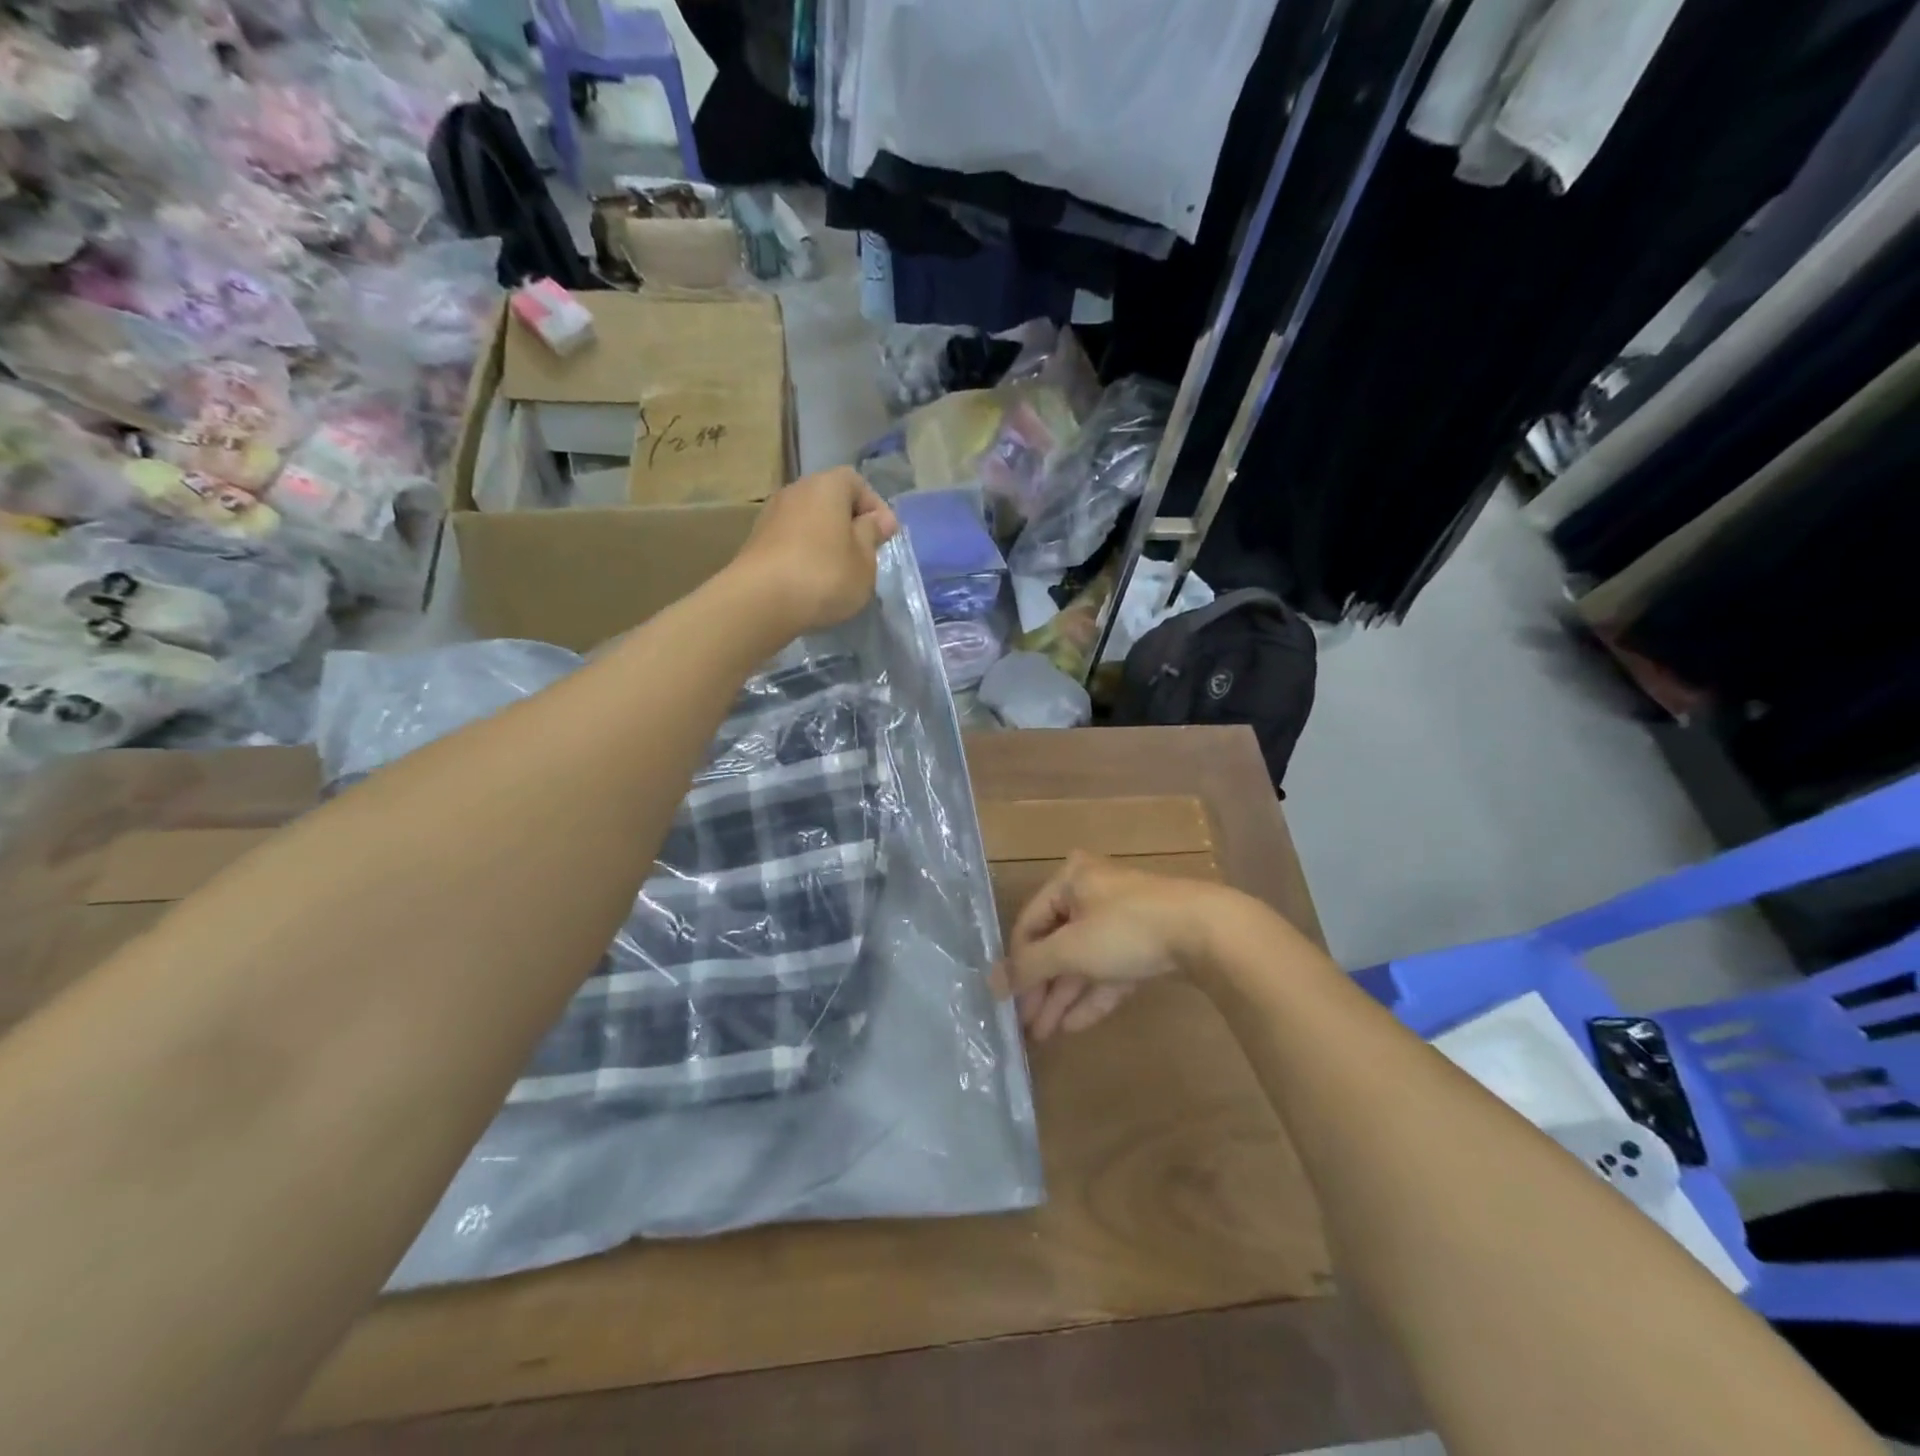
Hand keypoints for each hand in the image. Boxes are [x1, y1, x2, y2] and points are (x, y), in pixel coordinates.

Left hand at [731, 467, 898, 633]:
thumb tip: (878, 519)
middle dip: (848, 523)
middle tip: (863, 553)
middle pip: (829, 499)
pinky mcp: (755, 541)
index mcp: (827, 486)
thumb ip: (872, 535)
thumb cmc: (824, 575)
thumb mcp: (864, 561)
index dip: (875, 507)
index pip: (856, 483)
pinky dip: (804, 553)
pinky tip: (811, 580)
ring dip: (825, 539)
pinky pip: (790, 540)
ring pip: (808, 520)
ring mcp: (771, 515)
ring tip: (837, 570)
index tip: (885, 536)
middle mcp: (796, 490)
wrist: (760, 601)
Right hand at [990, 853, 1228, 1040]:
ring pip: (1083, 961)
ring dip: (1063, 997)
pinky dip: (1092, 995)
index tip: (1006, 1003)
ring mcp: (1121, 918)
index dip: (1017, 964)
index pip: (1029, 924)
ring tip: (1044, 1035)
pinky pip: (1108, 970)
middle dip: (1042, 989)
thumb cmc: (1126, 929)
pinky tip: (1072, 1026)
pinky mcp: (1145, 942)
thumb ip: (1029, 966)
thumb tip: (991, 982)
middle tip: (1026, 1027)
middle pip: (1056, 945)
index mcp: (1070, 880)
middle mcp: (1092, 893)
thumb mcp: (1071, 948)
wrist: (1206, 932)